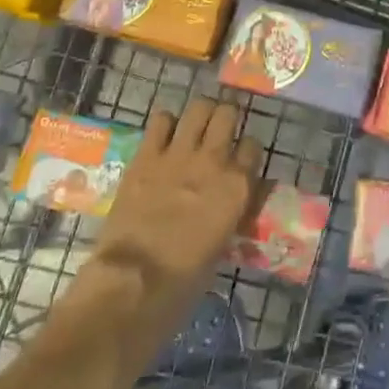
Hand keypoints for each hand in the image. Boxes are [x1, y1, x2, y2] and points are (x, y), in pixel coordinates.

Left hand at [87, 99, 263, 322]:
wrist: (135, 280)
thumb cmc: (185, 278)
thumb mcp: (224, 243)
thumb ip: (232, 211)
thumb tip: (234, 200)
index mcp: (239, 186)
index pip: (253, 146)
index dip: (246, 151)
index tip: (240, 159)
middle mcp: (214, 160)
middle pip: (228, 114)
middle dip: (225, 118)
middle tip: (218, 130)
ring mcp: (179, 154)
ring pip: (198, 107)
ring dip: (199, 114)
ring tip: (194, 125)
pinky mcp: (146, 155)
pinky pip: (160, 120)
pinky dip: (165, 123)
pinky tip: (164, 136)